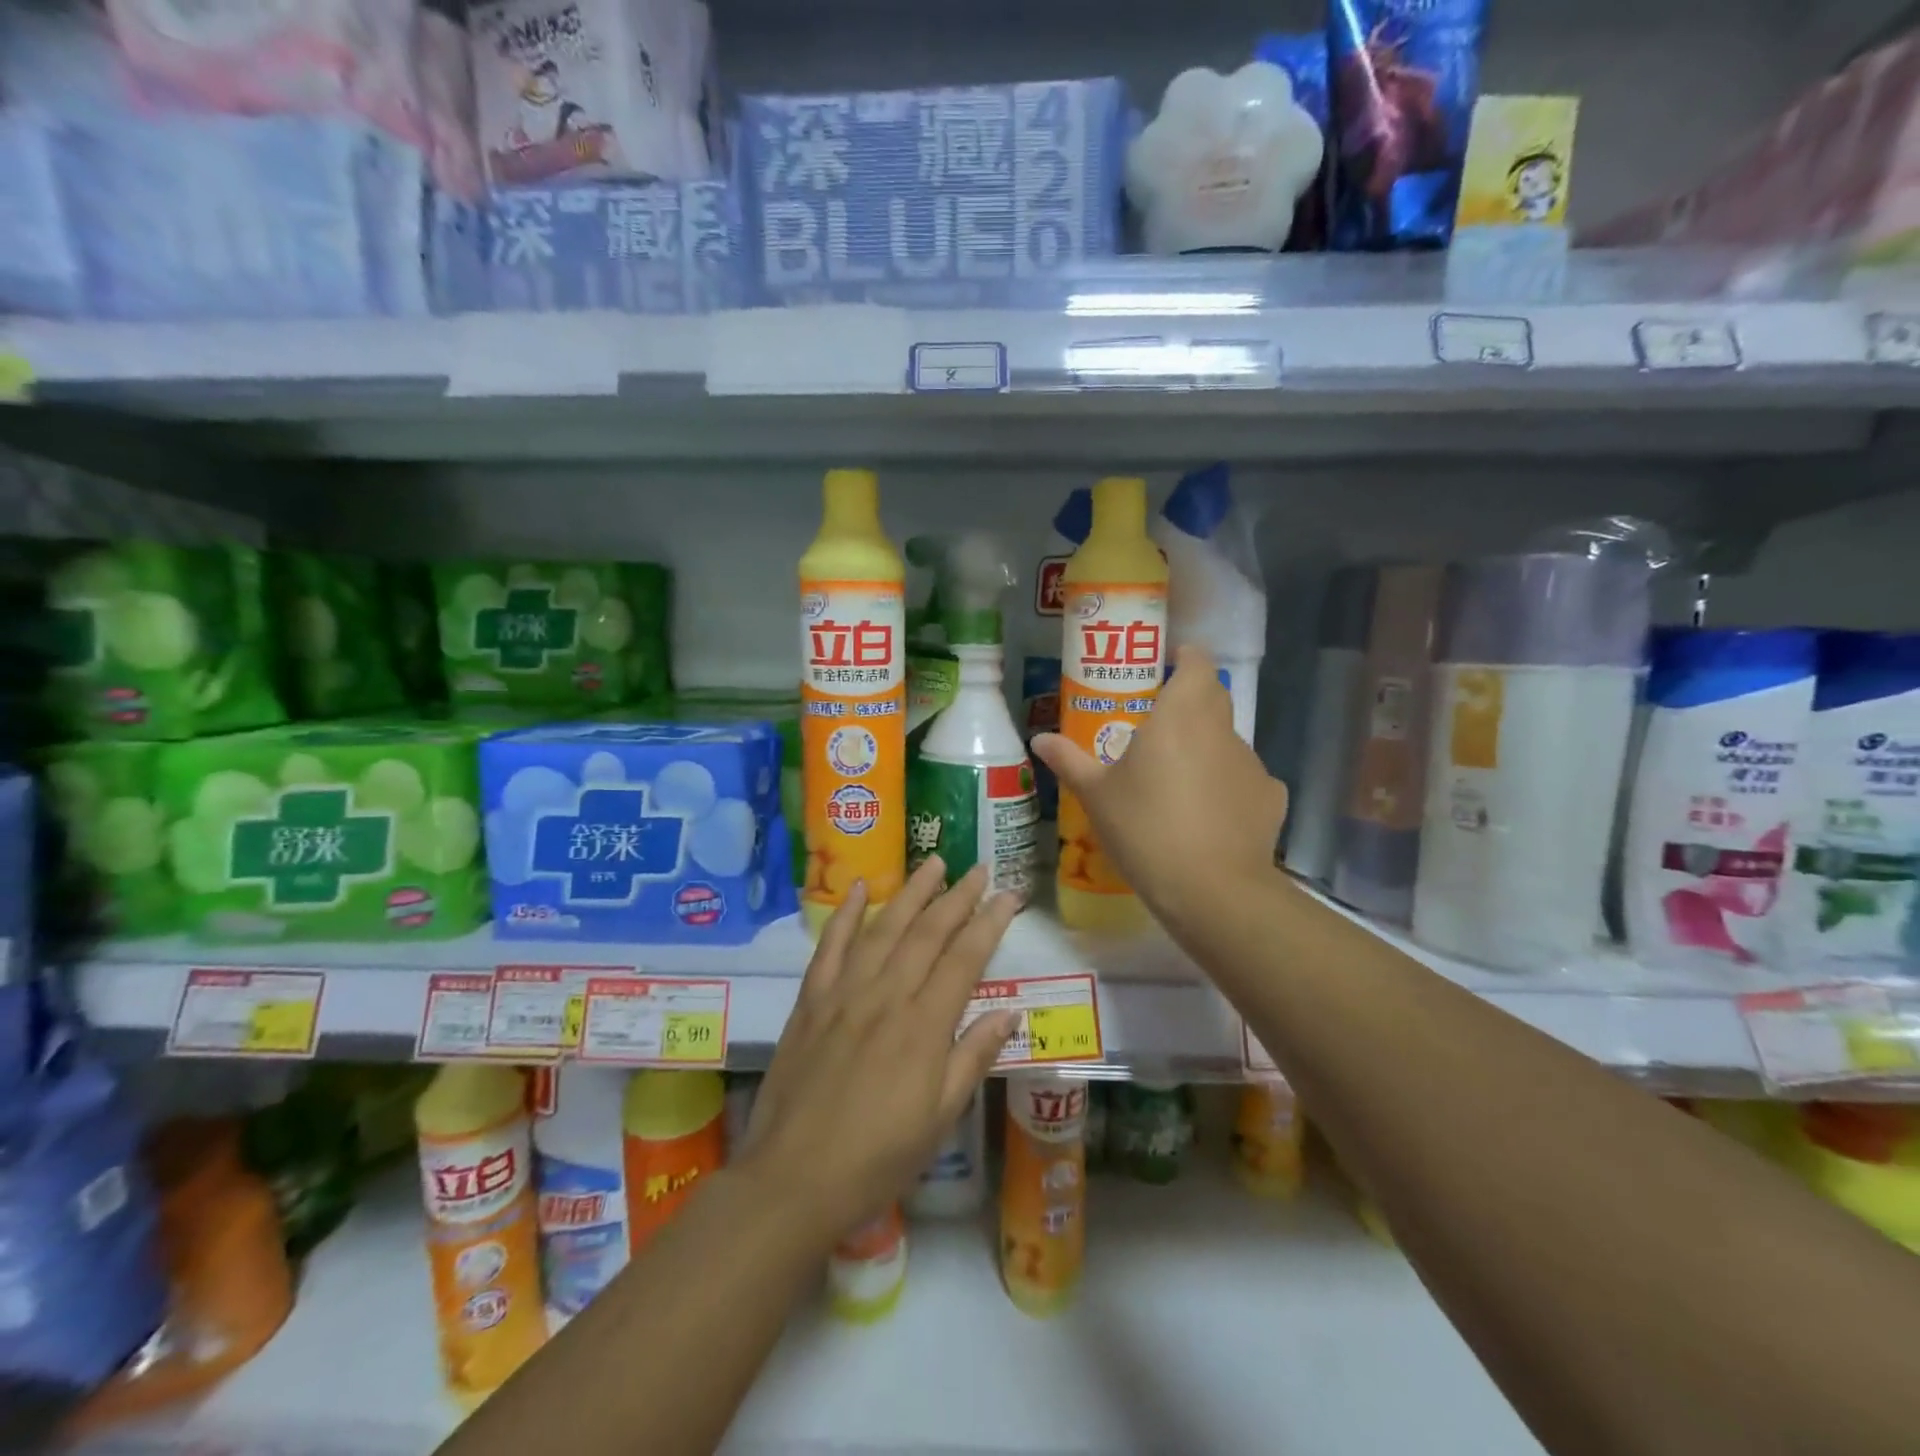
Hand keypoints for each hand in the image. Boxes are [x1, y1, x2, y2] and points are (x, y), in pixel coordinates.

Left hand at [735, 858, 1018, 1245]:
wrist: (793, 1178)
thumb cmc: (877, 1158)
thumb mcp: (939, 1119)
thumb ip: (973, 1058)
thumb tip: (1009, 1012)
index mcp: (923, 1026)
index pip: (965, 958)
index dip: (990, 922)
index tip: (1009, 895)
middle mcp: (886, 996)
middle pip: (927, 932)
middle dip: (957, 896)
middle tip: (979, 868)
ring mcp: (844, 993)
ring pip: (883, 928)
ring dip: (911, 892)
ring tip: (934, 863)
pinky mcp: (811, 1000)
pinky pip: (830, 946)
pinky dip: (846, 913)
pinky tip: (860, 888)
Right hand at [1032, 645, 1288, 931]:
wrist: (1212, 890)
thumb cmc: (1146, 828)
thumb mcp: (1096, 796)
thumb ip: (1070, 761)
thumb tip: (1040, 739)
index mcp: (1181, 714)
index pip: (1196, 661)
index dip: (1183, 658)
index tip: (1162, 668)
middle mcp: (1221, 729)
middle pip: (1212, 696)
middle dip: (1188, 701)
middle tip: (1155, 725)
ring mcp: (1252, 763)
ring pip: (1226, 741)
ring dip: (1205, 748)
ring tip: (1177, 782)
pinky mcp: (1270, 797)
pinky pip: (1244, 779)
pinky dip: (1226, 786)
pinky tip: (1208, 816)